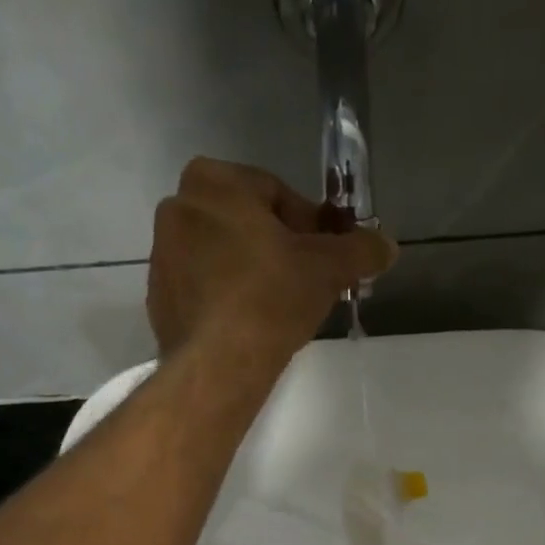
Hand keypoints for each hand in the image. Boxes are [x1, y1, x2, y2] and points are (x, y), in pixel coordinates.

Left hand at [147, 158, 396, 371]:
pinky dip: (227, 299)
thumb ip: (361, 249)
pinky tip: (249, 327)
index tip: (324, 258)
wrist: (219, 363)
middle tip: (305, 283)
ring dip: (252, 273)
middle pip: (247, 223)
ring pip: (223, 255)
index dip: (310, 227)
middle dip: (278, 248)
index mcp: (214, 181)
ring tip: (279, 310)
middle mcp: (177, 207)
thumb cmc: (272, 298)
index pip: (277, 194)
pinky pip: (204, 289)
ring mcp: (161, 255)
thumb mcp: (330, 268)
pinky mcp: (158, 298)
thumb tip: (386, 246)